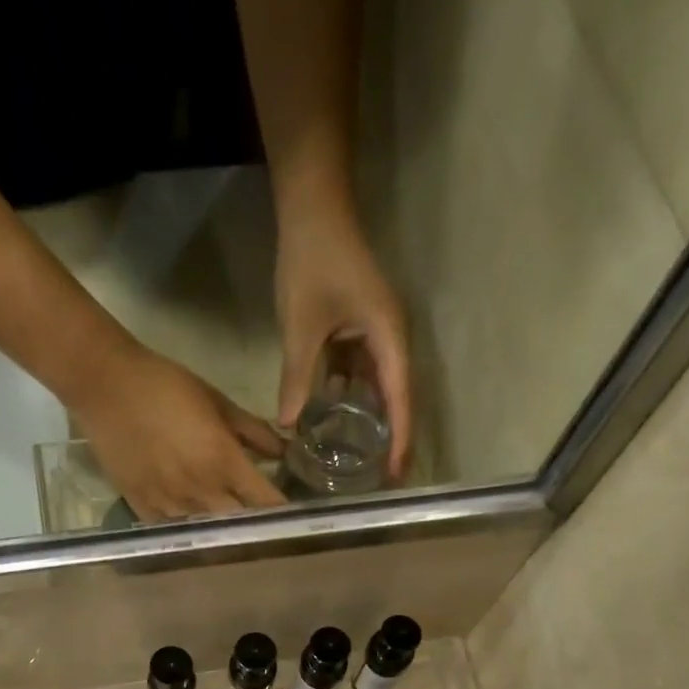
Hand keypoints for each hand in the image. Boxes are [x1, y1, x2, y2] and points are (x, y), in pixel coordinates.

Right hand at [73, 345, 286, 519]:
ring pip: (206, 533)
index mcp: (223, 461)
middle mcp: (200, 490)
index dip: (281, 510)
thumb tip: (283, 451)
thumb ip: (254, 431)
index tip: (292, 514)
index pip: (265, 500)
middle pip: (239, 524)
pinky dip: (186, 529)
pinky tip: (192, 523)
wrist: (105, 385)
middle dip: (254, 526)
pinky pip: (173, 530)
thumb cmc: (165, 385)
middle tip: (263, 523)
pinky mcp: (142, 508)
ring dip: (220, 530)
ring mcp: (169, 504)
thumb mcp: (218, 401)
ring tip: (229, 527)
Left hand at [274, 211, 411, 476]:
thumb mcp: (301, 326)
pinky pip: (360, 373)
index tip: (399, 474)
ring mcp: (376, 335)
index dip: (400, 438)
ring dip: (372, 421)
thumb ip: (297, 377)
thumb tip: (288, 425)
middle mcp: (391, 339)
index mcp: (388, 337)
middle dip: (393, 438)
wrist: (313, 209)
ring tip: (364, 460)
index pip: (399, 398)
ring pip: (378, 387)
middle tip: (385, 480)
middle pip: (397, 397)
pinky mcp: (359, 331)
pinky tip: (336, 422)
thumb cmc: (312, 262)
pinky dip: (352, 397)